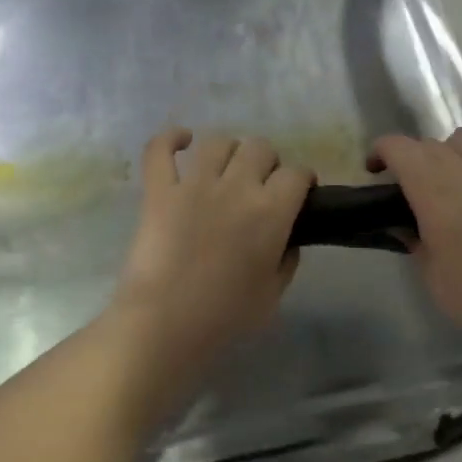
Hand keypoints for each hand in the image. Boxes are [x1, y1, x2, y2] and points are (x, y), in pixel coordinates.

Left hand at [110, 128, 313, 379]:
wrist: (165, 323)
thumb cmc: (226, 316)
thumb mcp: (274, 294)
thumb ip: (286, 260)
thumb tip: (286, 240)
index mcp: (271, 211)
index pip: (297, 174)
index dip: (302, 180)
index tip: (299, 193)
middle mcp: (237, 186)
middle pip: (260, 148)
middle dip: (267, 162)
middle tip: (260, 185)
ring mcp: (194, 184)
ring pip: (218, 142)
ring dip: (228, 151)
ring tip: (226, 168)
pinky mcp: (159, 190)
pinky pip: (160, 150)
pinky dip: (170, 138)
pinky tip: (182, 140)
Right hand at [370, 112, 461, 353]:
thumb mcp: (431, 274)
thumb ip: (415, 242)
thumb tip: (403, 226)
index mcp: (431, 189)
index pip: (398, 148)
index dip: (380, 152)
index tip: (374, 171)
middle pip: (430, 144)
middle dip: (413, 158)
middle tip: (410, 186)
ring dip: (451, 148)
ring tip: (450, 170)